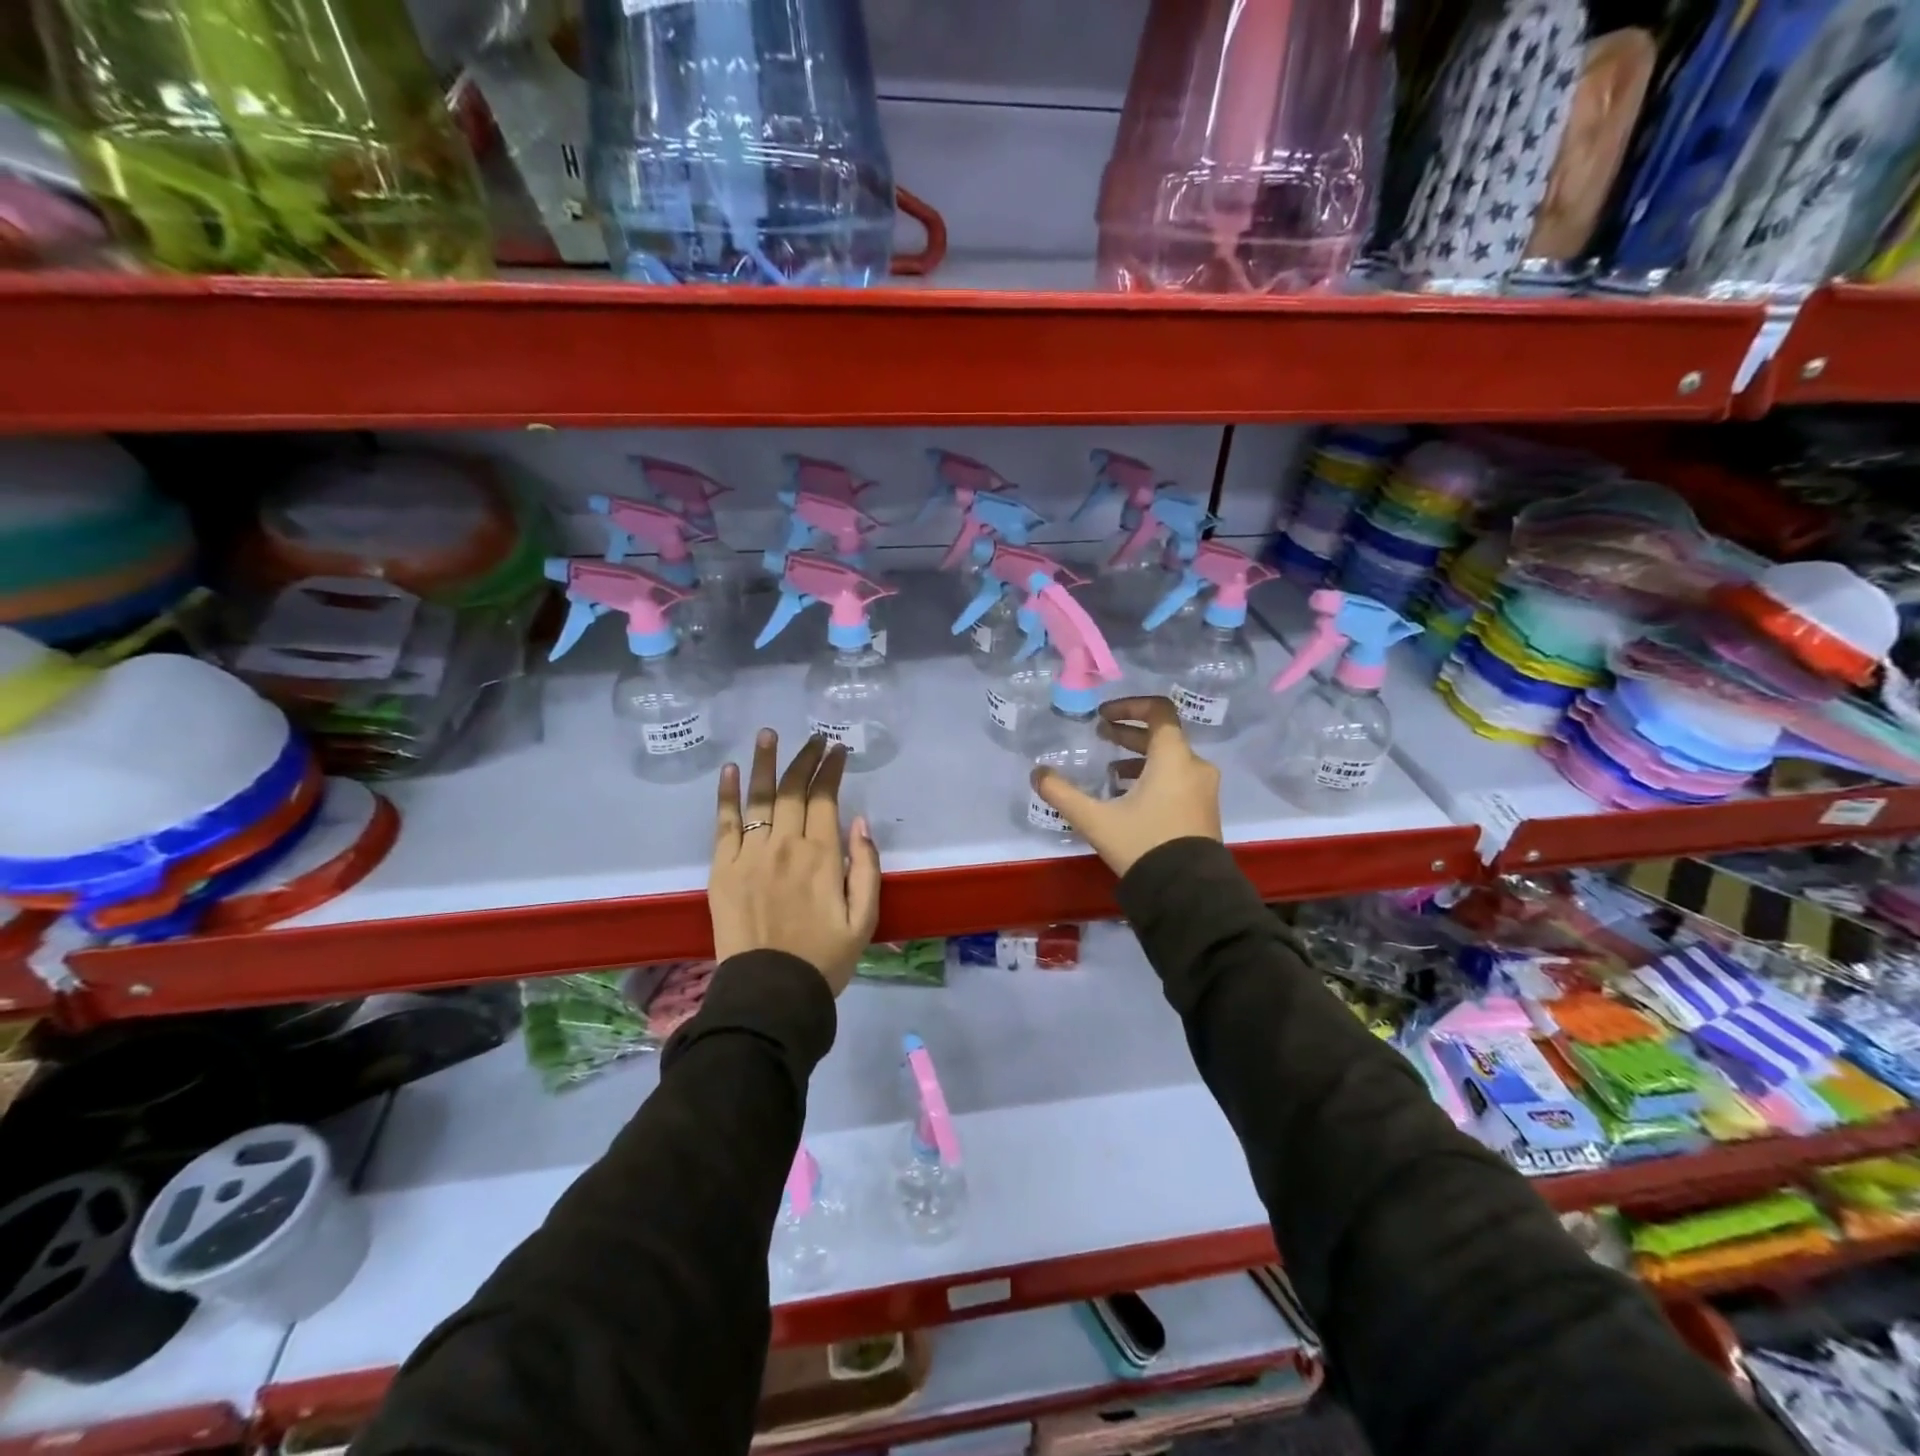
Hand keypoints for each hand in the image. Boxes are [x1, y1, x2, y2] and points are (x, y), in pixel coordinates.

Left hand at [711, 730, 881, 995]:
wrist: (770, 992)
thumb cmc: (824, 958)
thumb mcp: (865, 919)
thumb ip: (866, 868)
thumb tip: (860, 822)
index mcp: (822, 856)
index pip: (825, 798)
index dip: (831, 770)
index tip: (837, 750)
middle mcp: (785, 846)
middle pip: (792, 790)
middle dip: (805, 759)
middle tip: (814, 740)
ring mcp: (749, 855)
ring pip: (759, 798)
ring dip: (765, 762)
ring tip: (769, 734)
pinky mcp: (722, 869)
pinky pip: (724, 823)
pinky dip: (727, 794)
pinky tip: (731, 770)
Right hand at [1030, 696, 1221, 876]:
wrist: (1188, 893)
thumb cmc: (1143, 844)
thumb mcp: (1096, 820)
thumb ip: (1063, 793)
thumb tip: (1037, 773)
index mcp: (1173, 758)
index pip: (1159, 711)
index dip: (1129, 706)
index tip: (1103, 716)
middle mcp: (1195, 766)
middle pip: (1162, 736)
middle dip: (1128, 734)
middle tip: (1100, 736)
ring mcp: (1203, 790)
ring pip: (1170, 760)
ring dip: (1139, 758)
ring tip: (1110, 772)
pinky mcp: (1204, 811)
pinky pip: (1178, 780)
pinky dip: (1154, 778)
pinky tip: (1128, 798)